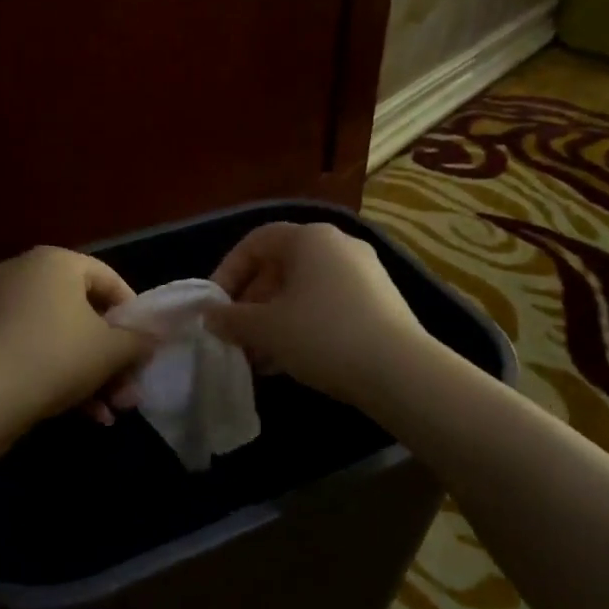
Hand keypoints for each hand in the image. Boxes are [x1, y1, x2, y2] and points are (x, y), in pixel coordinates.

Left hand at [0, 246, 152, 424]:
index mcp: (56, 261)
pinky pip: (32, 350)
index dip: (134, 318)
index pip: (110, 281)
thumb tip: (153, 337)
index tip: (144, 350)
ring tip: (109, 413)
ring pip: (59, 338)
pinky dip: (57, 376)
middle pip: (84, 315)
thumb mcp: (112, 350)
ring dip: (90, 375)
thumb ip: (140, 340)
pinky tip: (81, 414)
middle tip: (128, 393)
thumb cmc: (58, 356)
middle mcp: (23, 272)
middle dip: (111, 359)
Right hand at [208, 222, 431, 407]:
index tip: (215, 306)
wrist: (399, 370)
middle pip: (282, 267)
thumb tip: (209, 316)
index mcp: (310, 238)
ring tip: (259, 357)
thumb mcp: (266, 329)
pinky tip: (291, 362)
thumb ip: (231, 319)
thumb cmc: (322, 336)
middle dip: (252, 303)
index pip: (256, 242)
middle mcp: (339, 246)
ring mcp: (365, 274)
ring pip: (305, 291)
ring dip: (275, 320)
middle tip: (236, 336)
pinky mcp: (381, 303)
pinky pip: (329, 306)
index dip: (228, 270)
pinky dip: (304, 326)